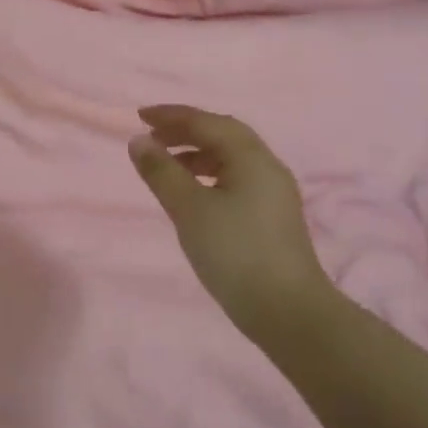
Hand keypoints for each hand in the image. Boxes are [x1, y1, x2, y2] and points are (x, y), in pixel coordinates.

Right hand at [128, 104, 333, 341]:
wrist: (288, 312)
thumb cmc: (235, 253)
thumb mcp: (189, 209)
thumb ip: (162, 172)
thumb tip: (139, 140)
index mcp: (251, 157)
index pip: (207, 122)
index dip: (171, 116)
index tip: (139, 116)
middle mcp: (267, 166)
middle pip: (223, 134)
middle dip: (186, 131)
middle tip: (152, 137)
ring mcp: (274, 192)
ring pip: (231, 158)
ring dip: (197, 154)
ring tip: (167, 167)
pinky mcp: (273, 216)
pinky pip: (237, 179)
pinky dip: (210, 175)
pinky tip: (194, 195)